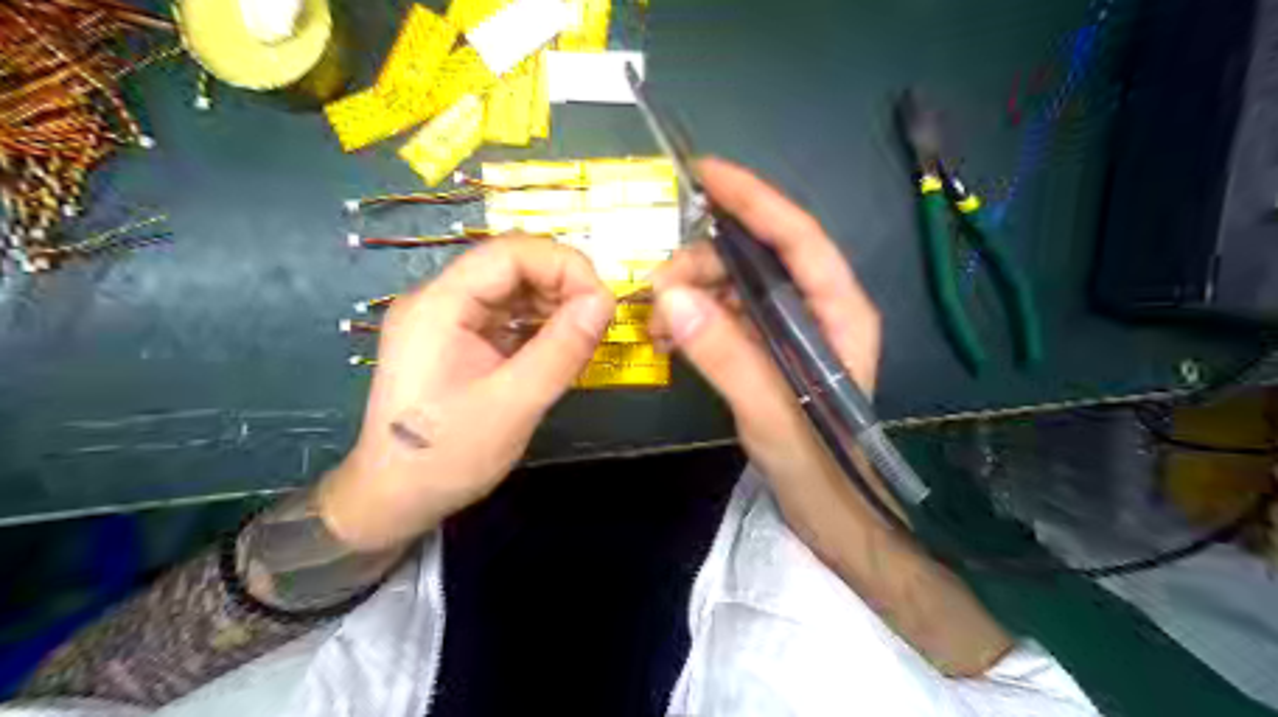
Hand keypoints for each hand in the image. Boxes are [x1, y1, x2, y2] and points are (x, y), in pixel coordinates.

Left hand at [323, 239, 616, 550]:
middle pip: (512, 265)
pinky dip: (540, 324)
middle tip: (599, 320)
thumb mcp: (513, 405)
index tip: (603, 301)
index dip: (563, 265)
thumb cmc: (447, 456)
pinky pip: (507, 316)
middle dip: (563, 284)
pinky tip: (561, 345)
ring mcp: (448, 320)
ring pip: (513, 288)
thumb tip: (605, 301)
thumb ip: (561, 350)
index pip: (509, 253)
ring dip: (555, 303)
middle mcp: (440, 300)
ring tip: (585, 335)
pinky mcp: (459, 340)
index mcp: (439, 305)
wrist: (395, 499)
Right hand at [653, 158, 884, 521]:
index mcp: (838, 312)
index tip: (704, 173)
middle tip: (654, 292)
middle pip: (755, 258)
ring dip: (691, 294)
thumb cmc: (821, 471)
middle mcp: (817, 310)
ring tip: (655, 324)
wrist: (832, 516)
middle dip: (701, 264)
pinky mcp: (769, 352)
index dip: (753, 199)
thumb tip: (671, 297)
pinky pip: (727, 316)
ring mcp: (791, 331)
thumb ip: (727, 357)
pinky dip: (695, 320)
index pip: (797, 237)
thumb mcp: (773, 415)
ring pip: (735, 286)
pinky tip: (670, 339)